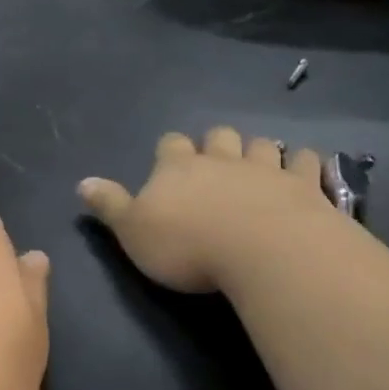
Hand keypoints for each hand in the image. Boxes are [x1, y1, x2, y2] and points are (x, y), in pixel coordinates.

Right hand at [79, 128, 339, 293]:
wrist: (263, 252)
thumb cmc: (188, 245)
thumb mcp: (133, 230)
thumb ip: (110, 205)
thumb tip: (82, 182)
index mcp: (178, 167)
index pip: (170, 145)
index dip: (170, 151)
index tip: (170, 163)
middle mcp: (221, 159)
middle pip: (219, 136)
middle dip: (216, 144)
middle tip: (215, 162)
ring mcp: (266, 169)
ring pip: (261, 146)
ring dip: (258, 151)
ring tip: (258, 165)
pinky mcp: (305, 186)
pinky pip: (306, 163)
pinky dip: (303, 163)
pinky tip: (304, 170)